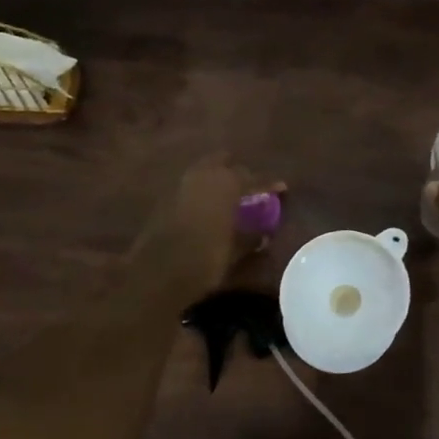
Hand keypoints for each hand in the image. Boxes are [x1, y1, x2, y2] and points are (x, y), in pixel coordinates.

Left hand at [130, 154, 281, 297]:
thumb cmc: (204, 259)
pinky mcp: (165, 199)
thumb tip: (263, 234)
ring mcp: (181, 185)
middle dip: (239, 171)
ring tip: (231, 193)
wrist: (157, 274)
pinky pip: (191, 186)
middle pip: (225, 163)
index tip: (282, 187)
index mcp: (226, 184)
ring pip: (205, 170)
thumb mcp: (235, 250)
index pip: (253, 178)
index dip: (269, 183)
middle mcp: (203, 177)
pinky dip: (203, 191)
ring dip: (218, 177)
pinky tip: (210, 205)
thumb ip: (251, 237)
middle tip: (251, 185)